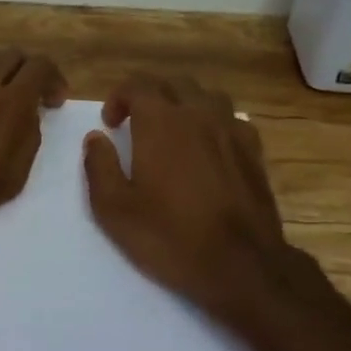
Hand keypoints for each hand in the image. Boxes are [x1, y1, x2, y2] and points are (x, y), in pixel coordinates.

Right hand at [82, 75, 329, 331]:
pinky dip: (214, 122)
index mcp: (161, 122)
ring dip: (184, 104)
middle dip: (150, 95)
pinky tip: (208, 147)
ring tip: (173, 130)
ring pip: (207, 96)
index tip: (110, 124)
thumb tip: (95, 138)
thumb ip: (99, 166)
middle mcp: (199, 115)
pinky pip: (232, 120)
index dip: (118, 98)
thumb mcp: (114, 209)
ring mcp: (232, 131)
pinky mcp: (254, 152)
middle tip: (136, 123)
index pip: (138, 85)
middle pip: (174, 84)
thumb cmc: (169, 236)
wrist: (241, 266)